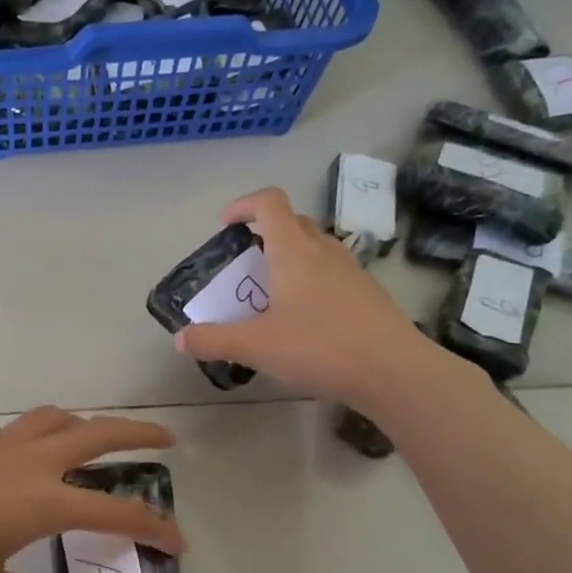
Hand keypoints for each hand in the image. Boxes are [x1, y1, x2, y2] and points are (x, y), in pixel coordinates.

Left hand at [0, 408, 182, 572]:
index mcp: (43, 501)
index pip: (115, 512)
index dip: (152, 527)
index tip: (177, 540)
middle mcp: (29, 462)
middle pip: (97, 434)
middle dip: (138, 435)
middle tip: (165, 440)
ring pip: (55, 418)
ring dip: (84, 424)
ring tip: (92, 439)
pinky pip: (13, 430)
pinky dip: (32, 436)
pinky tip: (17, 461)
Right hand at [175, 188, 437, 410]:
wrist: (392, 369)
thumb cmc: (319, 347)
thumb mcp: (256, 346)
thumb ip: (214, 340)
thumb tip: (179, 339)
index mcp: (293, 250)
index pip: (269, 202)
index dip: (243, 205)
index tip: (226, 225)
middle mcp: (323, 249)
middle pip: (292, 221)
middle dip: (265, 232)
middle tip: (245, 262)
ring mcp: (351, 269)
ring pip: (315, 247)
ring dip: (290, 257)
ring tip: (272, 292)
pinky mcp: (367, 292)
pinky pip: (332, 271)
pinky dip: (311, 280)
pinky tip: (305, 318)